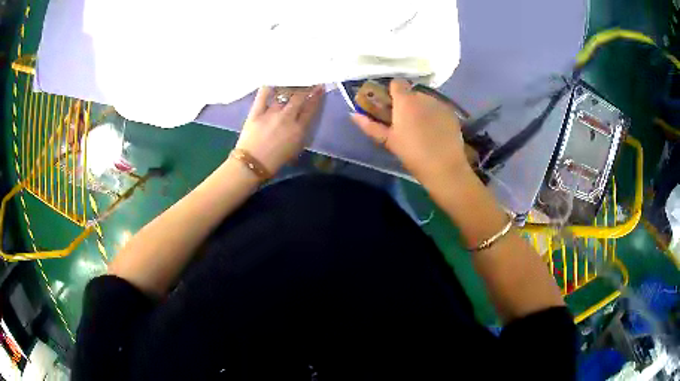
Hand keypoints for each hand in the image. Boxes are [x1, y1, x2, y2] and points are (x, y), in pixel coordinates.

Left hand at [234, 86, 323, 174]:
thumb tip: (303, 117)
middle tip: (307, 80)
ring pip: (284, 94)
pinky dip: (269, 86)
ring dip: (290, 85)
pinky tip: (273, 81)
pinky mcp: (256, 111)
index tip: (319, 87)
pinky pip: (264, 95)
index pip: (311, 108)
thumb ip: (301, 131)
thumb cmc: (276, 161)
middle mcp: (287, 118)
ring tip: (292, 79)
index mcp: (299, 129)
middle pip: (299, 97)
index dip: (316, 96)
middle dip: (306, 87)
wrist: (252, 164)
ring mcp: (271, 113)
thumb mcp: (295, 148)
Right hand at [350, 79, 471, 184]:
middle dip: (408, 103)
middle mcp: (423, 97)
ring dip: (422, 109)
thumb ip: (370, 126)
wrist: (445, 168)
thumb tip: (353, 114)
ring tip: (422, 128)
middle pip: (412, 93)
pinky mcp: (452, 113)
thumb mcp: (389, 141)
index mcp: (405, 101)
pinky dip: (435, 115)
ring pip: (426, 100)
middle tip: (406, 121)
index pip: (396, 83)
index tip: (391, 106)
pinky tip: (436, 131)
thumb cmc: (413, 154)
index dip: (392, 92)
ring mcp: (440, 104)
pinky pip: (439, 109)